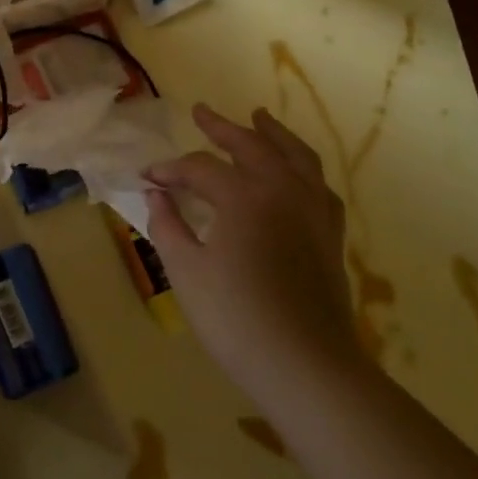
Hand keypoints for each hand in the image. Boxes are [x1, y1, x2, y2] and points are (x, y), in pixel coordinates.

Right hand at [145, 104, 362, 393]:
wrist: (305, 367)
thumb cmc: (236, 319)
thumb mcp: (186, 272)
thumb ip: (168, 226)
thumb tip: (157, 195)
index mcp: (243, 196)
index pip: (199, 168)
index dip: (169, 170)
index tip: (147, 178)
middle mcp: (282, 191)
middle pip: (251, 145)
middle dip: (222, 127)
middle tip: (201, 112)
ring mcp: (312, 211)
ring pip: (296, 156)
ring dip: (273, 133)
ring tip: (259, 117)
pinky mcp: (330, 234)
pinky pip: (319, 185)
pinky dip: (303, 168)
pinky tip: (296, 171)